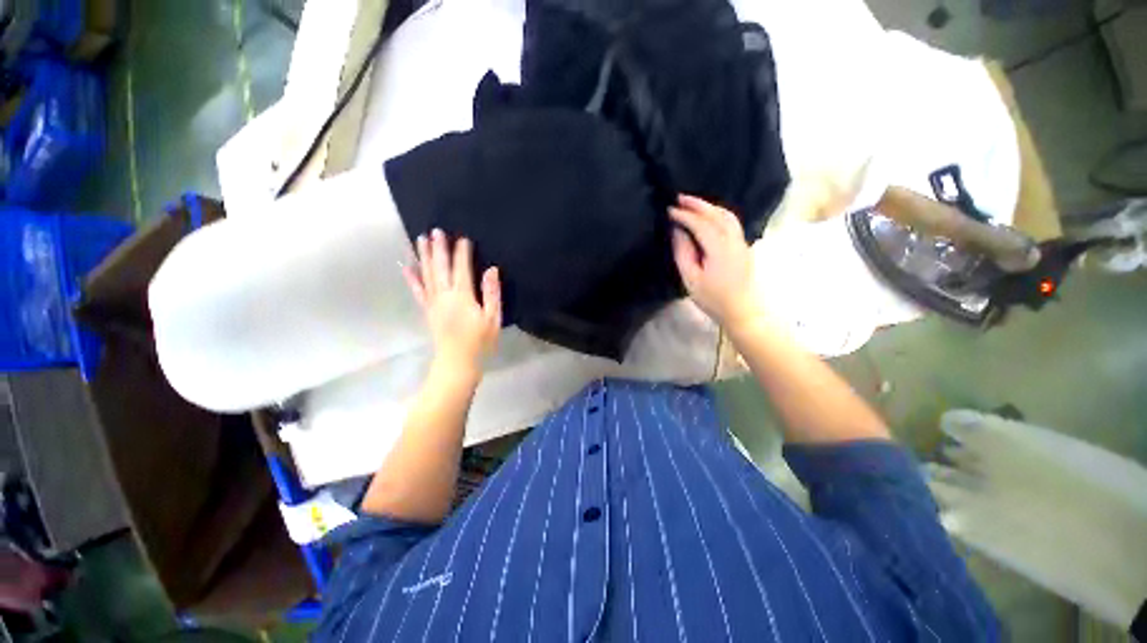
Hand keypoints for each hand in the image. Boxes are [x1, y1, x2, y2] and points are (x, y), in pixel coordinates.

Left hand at [403, 229, 501, 375]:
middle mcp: (445, 296)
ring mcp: (433, 303)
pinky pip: (417, 290)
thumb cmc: (480, 342)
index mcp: (463, 296)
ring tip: (420, 239)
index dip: (462, 253)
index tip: (463, 238)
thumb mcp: (493, 318)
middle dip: (439, 249)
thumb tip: (491, 270)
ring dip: (424, 256)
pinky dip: (411, 277)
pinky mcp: (427, 310)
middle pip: (440, 268)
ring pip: (427, 275)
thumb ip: (492, 293)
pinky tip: (406, 266)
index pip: (462, 269)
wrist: (458, 363)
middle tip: (435, 231)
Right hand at [669, 195, 761, 330]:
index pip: (701, 224)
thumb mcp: (691, 279)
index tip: (669, 211)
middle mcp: (734, 240)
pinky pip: (732, 222)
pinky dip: (718, 214)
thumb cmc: (713, 298)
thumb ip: (683, 252)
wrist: (742, 310)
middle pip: (717, 214)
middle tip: (679, 198)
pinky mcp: (744, 246)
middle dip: (698, 204)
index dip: (684, 215)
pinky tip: (708, 217)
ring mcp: (742, 242)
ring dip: (709, 207)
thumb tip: (678, 231)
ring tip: (692, 204)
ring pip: (728, 216)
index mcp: (720, 249)